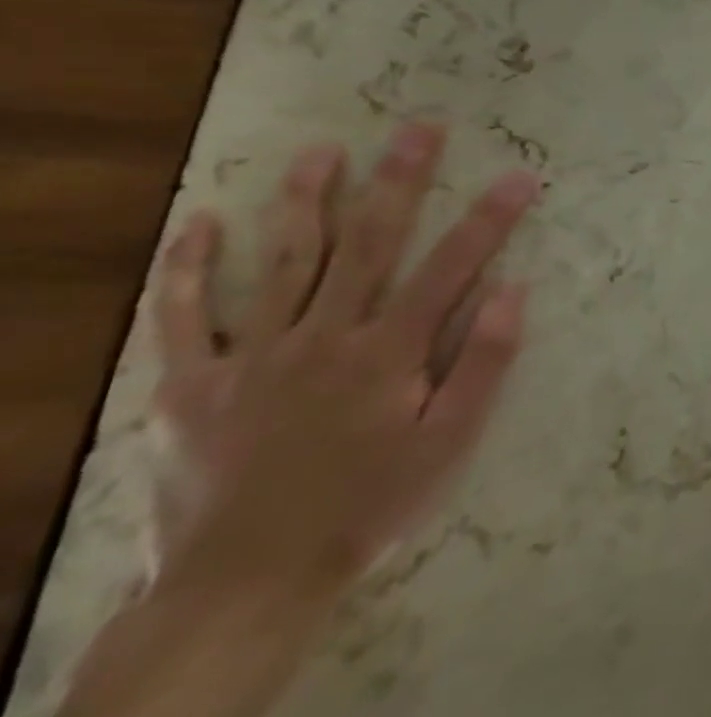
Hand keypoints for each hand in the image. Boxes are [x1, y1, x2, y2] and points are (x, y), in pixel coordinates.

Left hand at [144, 122, 538, 607]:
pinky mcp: (192, 384)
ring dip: (306, 199)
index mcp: (386, 352)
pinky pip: (183, 316)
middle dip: (399, 180)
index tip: (520, 175)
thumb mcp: (448, 445)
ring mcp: (252, 355)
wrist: (245, 587)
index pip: (452, 267)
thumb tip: (514, 291)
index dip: (490, 218)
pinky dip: (189, 266)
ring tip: (323, 150)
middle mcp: (323, 336)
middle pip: (368, 243)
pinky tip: (201, 222)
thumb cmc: (367, 508)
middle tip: (419, 129)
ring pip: (283, 260)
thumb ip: (482, 364)